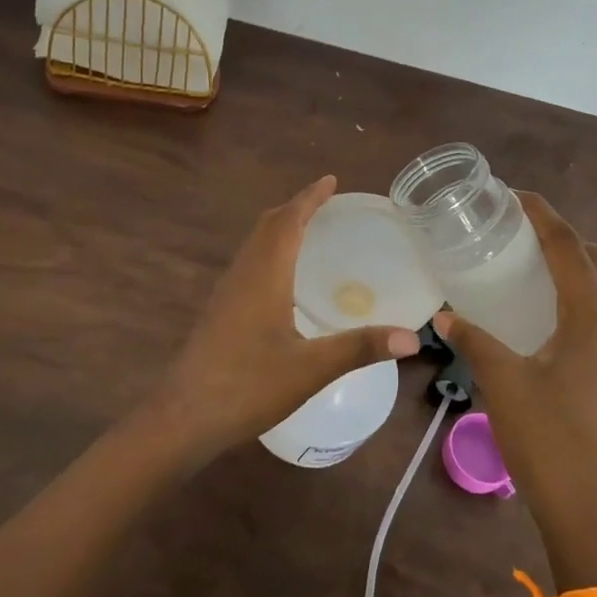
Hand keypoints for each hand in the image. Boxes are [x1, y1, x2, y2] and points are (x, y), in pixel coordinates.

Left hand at [146, 176, 420, 464]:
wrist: (184, 417)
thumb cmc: (248, 386)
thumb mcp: (311, 368)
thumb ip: (360, 348)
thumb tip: (412, 339)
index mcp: (264, 275)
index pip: (288, 221)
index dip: (309, 198)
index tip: (330, 180)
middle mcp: (243, 274)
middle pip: (267, 226)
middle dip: (295, 208)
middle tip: (325, 204)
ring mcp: (227, 293)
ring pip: (254, 245)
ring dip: (279, 229)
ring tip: (308, 231)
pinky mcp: (220, 312)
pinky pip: (248, 265)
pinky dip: (269, 252)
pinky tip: (282, 280)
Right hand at [432, 193, 596, 571]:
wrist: (593, 514)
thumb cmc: (549, 442)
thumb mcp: (503, 384)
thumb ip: (474, 341)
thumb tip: (445, 316)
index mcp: (596, 319)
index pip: (570, 248)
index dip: (542, 216)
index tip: (512, 195)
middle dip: (564, 238)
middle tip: (520, 234)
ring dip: (576, 268)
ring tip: (530, 267)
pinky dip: (578, 298)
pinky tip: (542, 316)